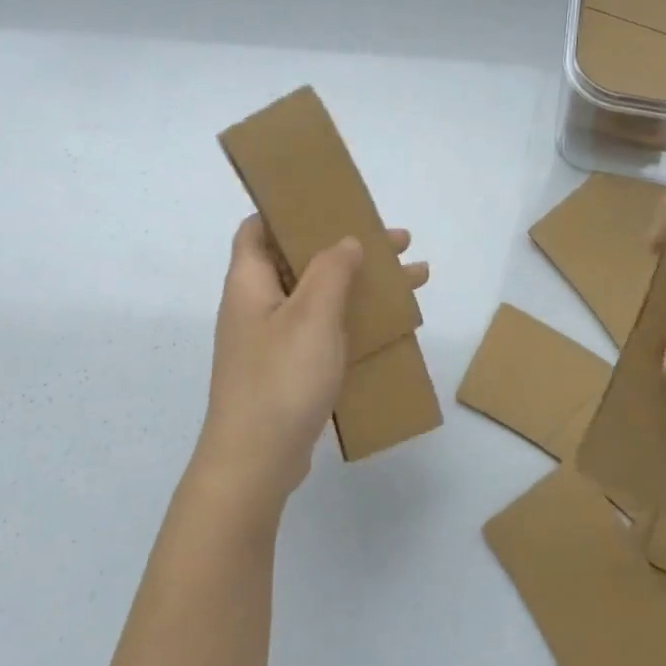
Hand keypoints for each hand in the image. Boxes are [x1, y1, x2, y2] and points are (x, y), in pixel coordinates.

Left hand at [193, 216, 427, 513]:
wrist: (256, 463)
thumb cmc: (281, 378)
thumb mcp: (312, 315)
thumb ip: (331, 270)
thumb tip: (344, 241)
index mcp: (251, 283)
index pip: (259, 228)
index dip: (290, 210)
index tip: (332, 203)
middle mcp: (258, 306)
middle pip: (303, 261)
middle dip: (349, 247)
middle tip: (398, 242)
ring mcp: (273, 341)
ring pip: (321, 297)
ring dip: (362, 285)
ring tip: (414, 278)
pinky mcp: (289, 371)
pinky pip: (325, 331)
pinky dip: (355, 321)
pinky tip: (391, 326)